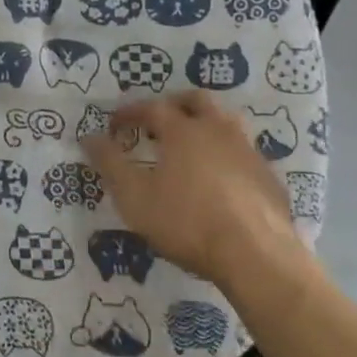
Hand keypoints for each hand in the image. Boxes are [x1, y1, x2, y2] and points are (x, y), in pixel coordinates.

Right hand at [83, 90, 318, 311]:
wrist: (257, 256)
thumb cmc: (187, 222)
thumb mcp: (134, 197)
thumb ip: (109, 163)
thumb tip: (88, 136)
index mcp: (183, 130)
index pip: (152, 107)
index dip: (129, 113)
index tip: (114, 125)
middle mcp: (218, 129)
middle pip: (196, 101)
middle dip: (174, 105)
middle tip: (157, 123)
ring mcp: (248, 151)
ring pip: (226, 121)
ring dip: (204, 124)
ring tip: (190, 145)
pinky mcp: (268, 176)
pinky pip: (243, 151)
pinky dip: (225, 153)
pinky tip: (219, 178)